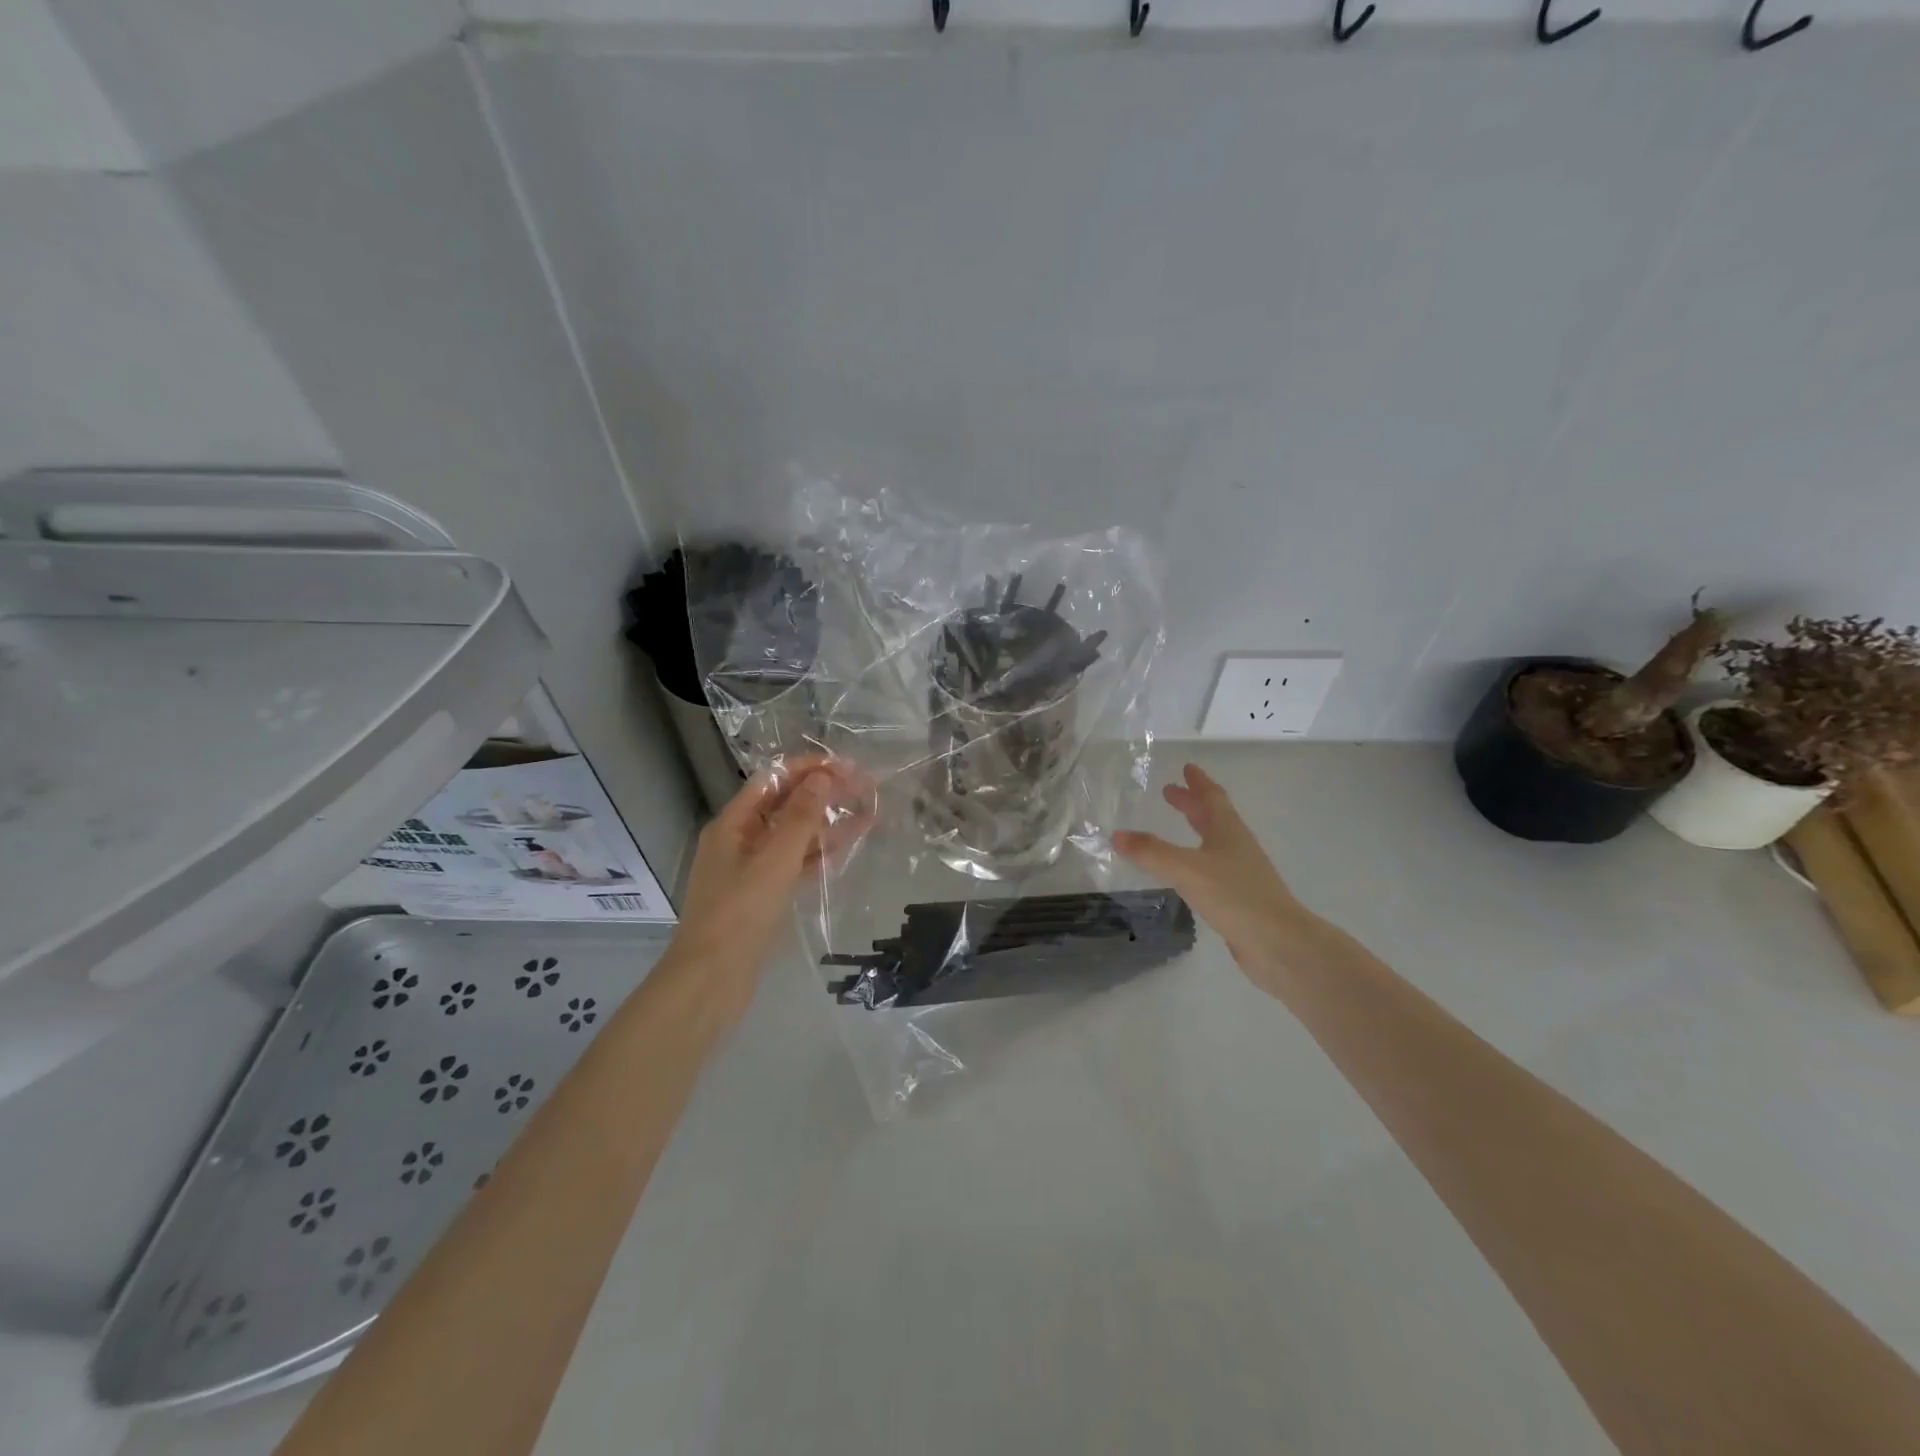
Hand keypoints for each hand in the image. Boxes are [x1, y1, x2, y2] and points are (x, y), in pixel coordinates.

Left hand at [666, 753, 873, 1022]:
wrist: (711, 980)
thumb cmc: (740, 913)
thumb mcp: (774, 860)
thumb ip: (800, 818)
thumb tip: (823, 778)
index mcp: (733, 824)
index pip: (773, 780)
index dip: (809, 768)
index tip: (847, 765)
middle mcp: (740, 840)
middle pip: (786, 805)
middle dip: (824, 793)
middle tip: (866, 785)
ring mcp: (752, 869)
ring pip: (795, 836)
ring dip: (828, 823)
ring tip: (870, 812)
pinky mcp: (764, 895)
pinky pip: (796, 863)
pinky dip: (820, 853)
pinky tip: (849, 845)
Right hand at [1114, 763, 1315, 992]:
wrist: (1278, 943)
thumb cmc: (1235, 896)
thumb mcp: (1186, 869)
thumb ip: (1151, 852)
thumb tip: (1117, 834)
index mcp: (1228, 831)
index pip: (1212, 798)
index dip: (1198, 782)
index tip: (1186, 768)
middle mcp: (1237, 847)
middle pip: (1214, 817)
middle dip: (1193, 803)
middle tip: (1171, 793)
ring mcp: (1241, 873)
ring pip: (1215, 842)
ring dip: (1197, 830)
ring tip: (1177, 829)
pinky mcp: (1240, 898)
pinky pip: (1214, 869)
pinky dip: (1197, 860)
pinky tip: (1187, 873)